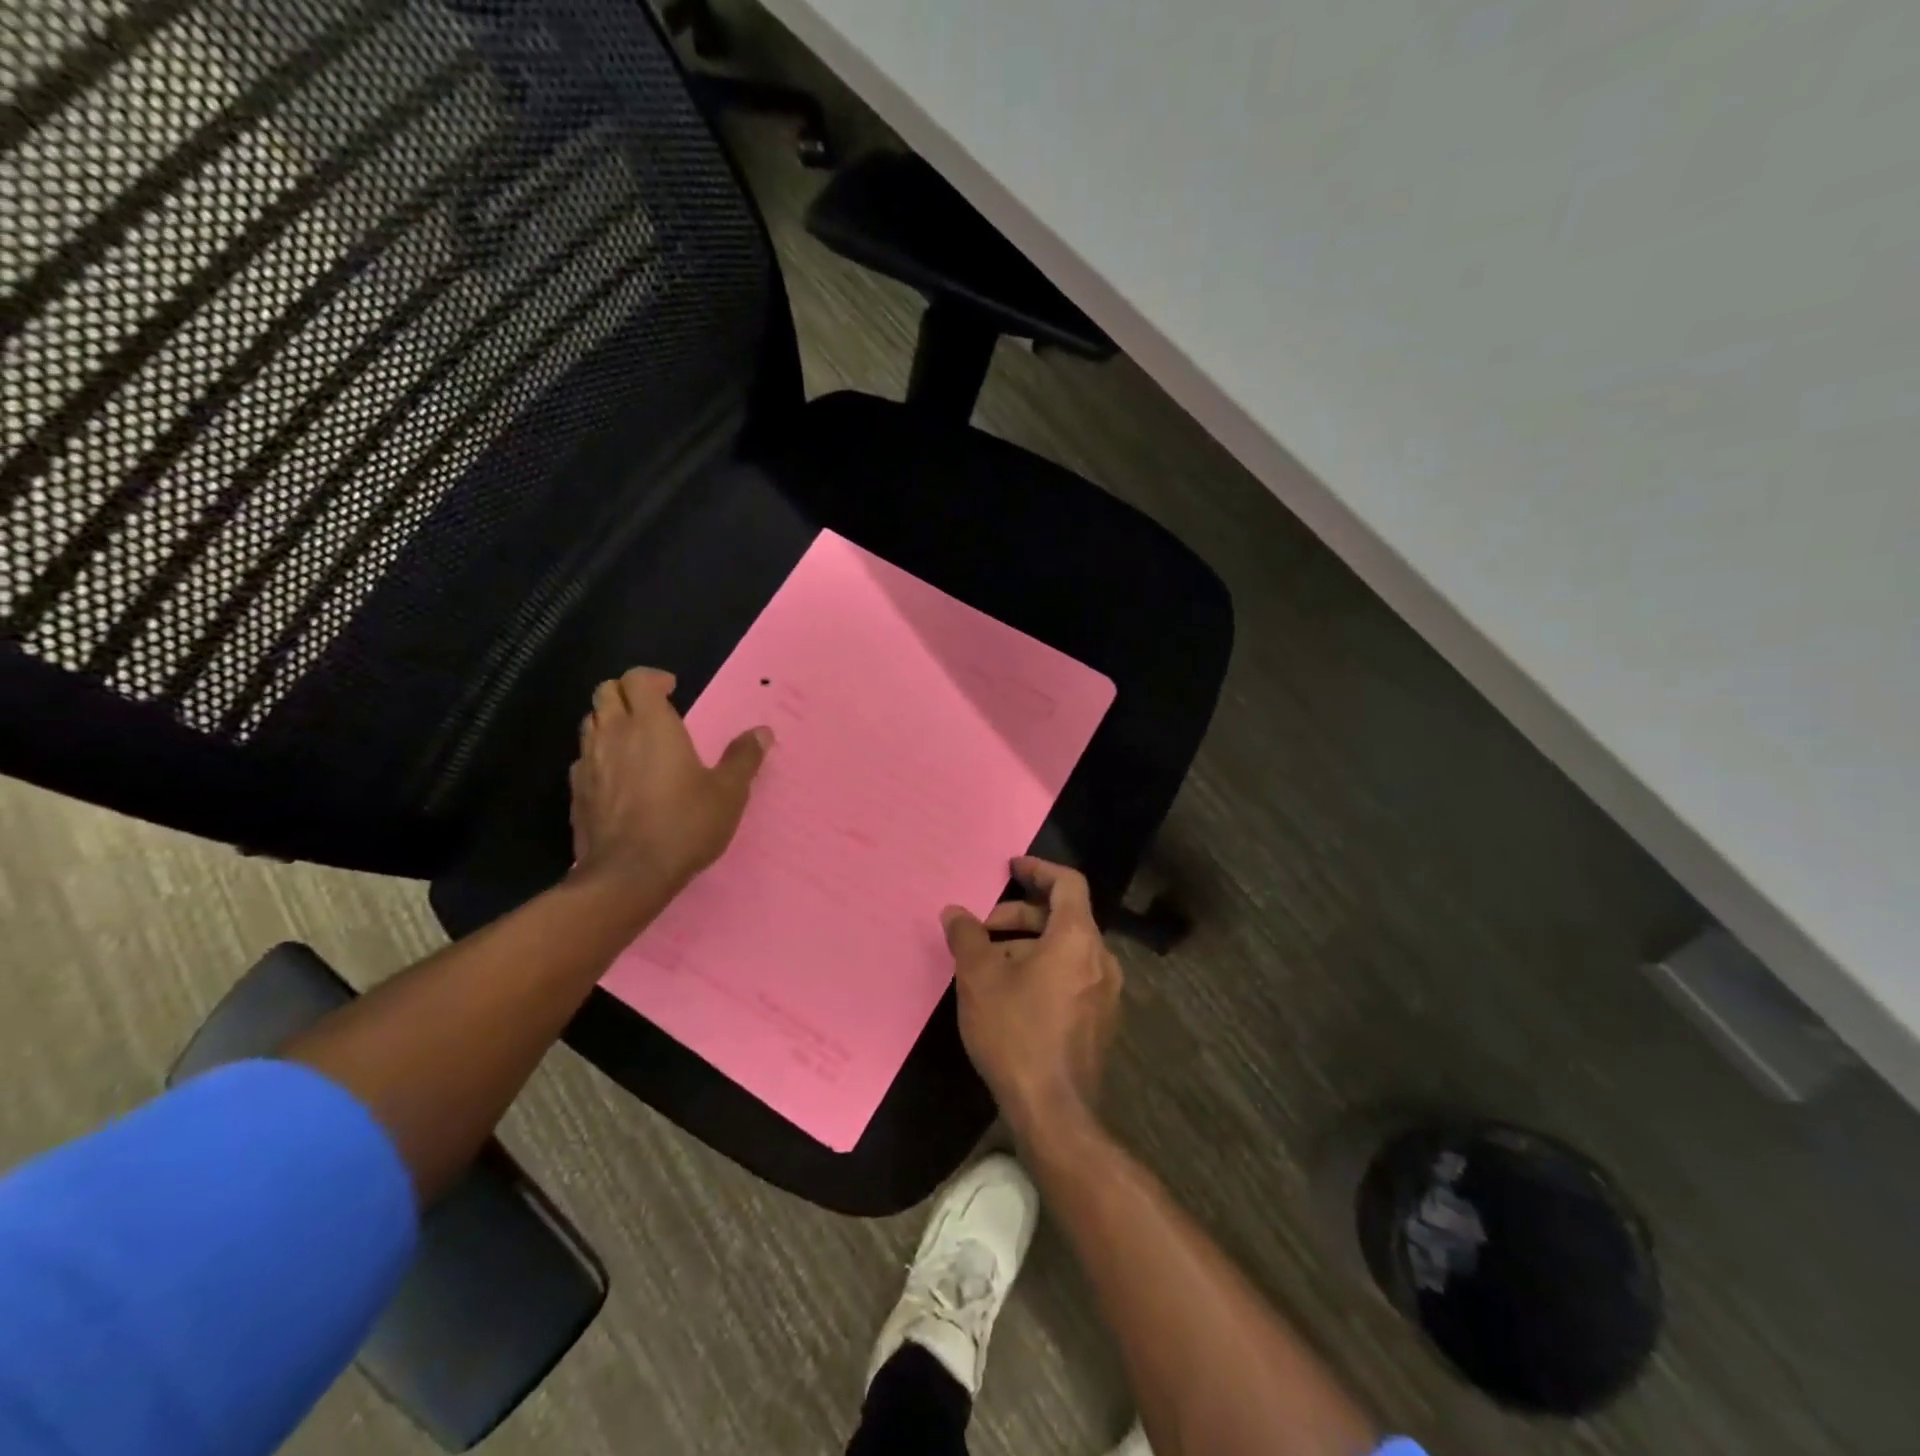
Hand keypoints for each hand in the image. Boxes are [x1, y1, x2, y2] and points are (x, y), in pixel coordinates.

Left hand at [569, 667, 771, 896]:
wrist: (628, 875)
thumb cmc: (684, 824)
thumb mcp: (728, 792)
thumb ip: (743, 758)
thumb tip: (762, 732)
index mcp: (651, 724)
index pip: (637, 678)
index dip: (653, 678)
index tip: (672, 689)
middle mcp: (613, 734)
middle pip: (606, 692)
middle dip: (627, 693)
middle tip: (652, 710)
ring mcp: (588, 762)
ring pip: (590, 722)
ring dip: (610, 721)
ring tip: (634, 740)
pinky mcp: (575, 792)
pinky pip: (583, 758)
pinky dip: (599, 755)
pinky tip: (617, 777)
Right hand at [941, 857, 1121, 1141]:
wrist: (1055, 1112)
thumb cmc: (1016, 1033)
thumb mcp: (979, 979)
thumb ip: (967, 937)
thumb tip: (954, 912)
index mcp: (1078, 938)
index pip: (1067, 883)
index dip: (1038, 869)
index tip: (1011, 867)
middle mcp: (1101, 958)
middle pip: (1064, 917)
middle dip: (1020, 915)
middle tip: (982, 929)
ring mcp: (1106, 992)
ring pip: (1066, 949)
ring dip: (1028, 945)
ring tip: (988, 964)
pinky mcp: (1101, 1021)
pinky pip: (1072, 976)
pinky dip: (1043, 969)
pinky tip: (1010, 995)